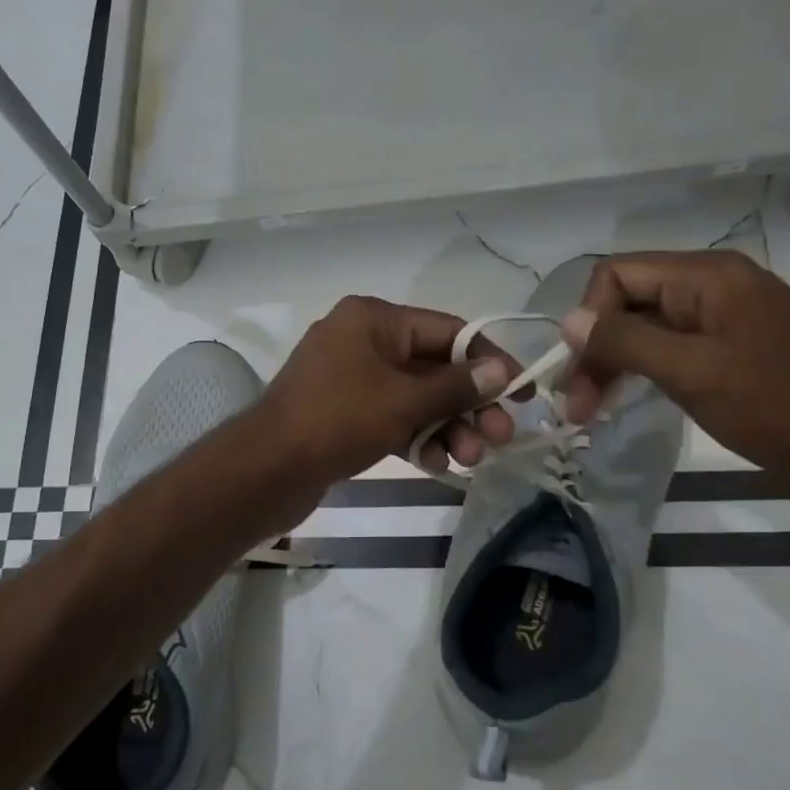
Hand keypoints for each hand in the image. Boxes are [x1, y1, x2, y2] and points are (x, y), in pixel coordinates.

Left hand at [261, 296, 513, 490]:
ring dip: (446, 426)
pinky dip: (415, 437)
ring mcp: (350, 379)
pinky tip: (437, 464)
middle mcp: (362, 341)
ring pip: (414, 398)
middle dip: (468, 405)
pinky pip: (391, 418)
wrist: (267, 470)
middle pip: (433, 368)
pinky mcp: (343, 414)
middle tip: (500, 437)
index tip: (522, 390)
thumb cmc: (338, 420)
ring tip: (470, 459)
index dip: (489, 359)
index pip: (447, 331)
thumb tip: (500, 371)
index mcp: (373, 319)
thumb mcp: (404, 400)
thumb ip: (456, 386)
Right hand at [557, 250, 789, 472]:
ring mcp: (725, 318)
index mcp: (708, 276)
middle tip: (575, 407)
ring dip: (612, 365)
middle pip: (628, 302)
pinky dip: (642, 372)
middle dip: (595, 348)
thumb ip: (625, 341)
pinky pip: (671, 348)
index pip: (617, 274)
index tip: (579, 371)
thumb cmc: (777, 408)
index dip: (589, 318)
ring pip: (646, 328)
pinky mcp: (732, 349)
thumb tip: (568, 321)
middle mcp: (714, 286)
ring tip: (590, 411)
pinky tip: (628, 400)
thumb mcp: (692, 372)